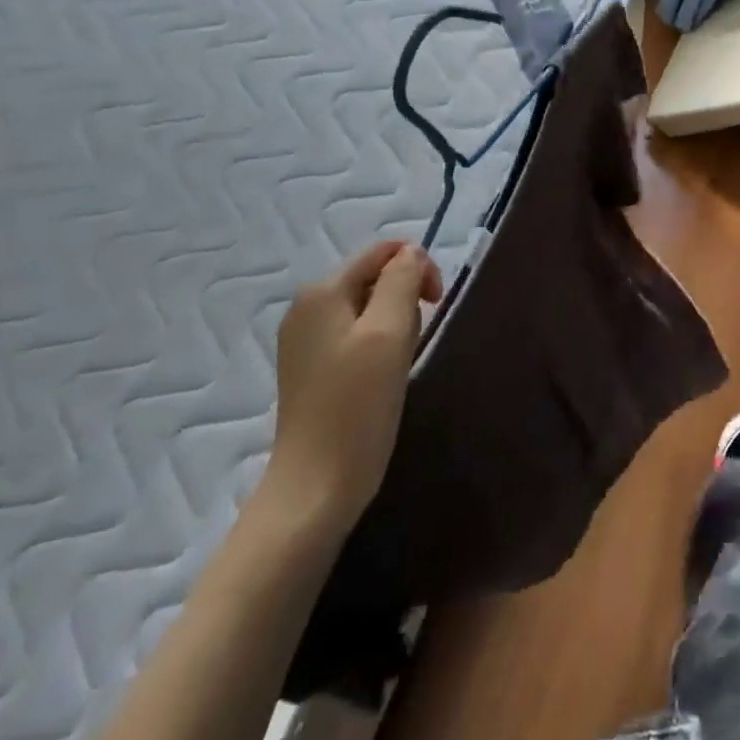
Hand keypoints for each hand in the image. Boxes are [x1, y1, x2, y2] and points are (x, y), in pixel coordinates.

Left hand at [257, 241, 441, 529]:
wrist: (316, 486)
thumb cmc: (357, 406)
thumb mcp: (389, 333)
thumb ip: (402, 280)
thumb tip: (411, 253)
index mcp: (321, 291)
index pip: (382, 252)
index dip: (417, 268)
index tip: (435, 305)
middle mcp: (306, 307)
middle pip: (374, 278)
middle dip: (404, 301)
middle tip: (411, 344)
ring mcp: (305, 339)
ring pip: (368, 309)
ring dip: (394, 327)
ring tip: (396, 366)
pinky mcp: (311, 368)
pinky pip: (355, 336)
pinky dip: (377, 348)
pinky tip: (380, 379)